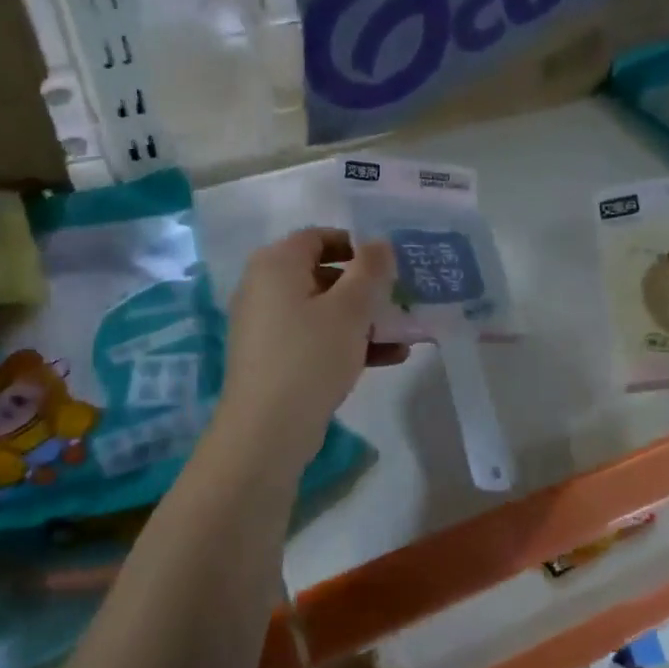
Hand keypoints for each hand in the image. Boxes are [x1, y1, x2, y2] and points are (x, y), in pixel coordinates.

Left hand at [219, 229, 407, 469]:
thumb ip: (370, 270)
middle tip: (400, 298)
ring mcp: (267, 326)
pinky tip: (390, 357)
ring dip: (364, 319)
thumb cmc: (310, 356)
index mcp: (276, 264)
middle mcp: (264, 288)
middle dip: (365, 287)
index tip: (388, 262)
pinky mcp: (275, 358)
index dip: (355, 245)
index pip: (318, 237)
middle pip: (322, 274)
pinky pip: (316, 338)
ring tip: (404, 333)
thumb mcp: (351, 309)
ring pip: (324, 311)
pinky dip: (348, 342)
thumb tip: (379, 243)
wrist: (267, 429)